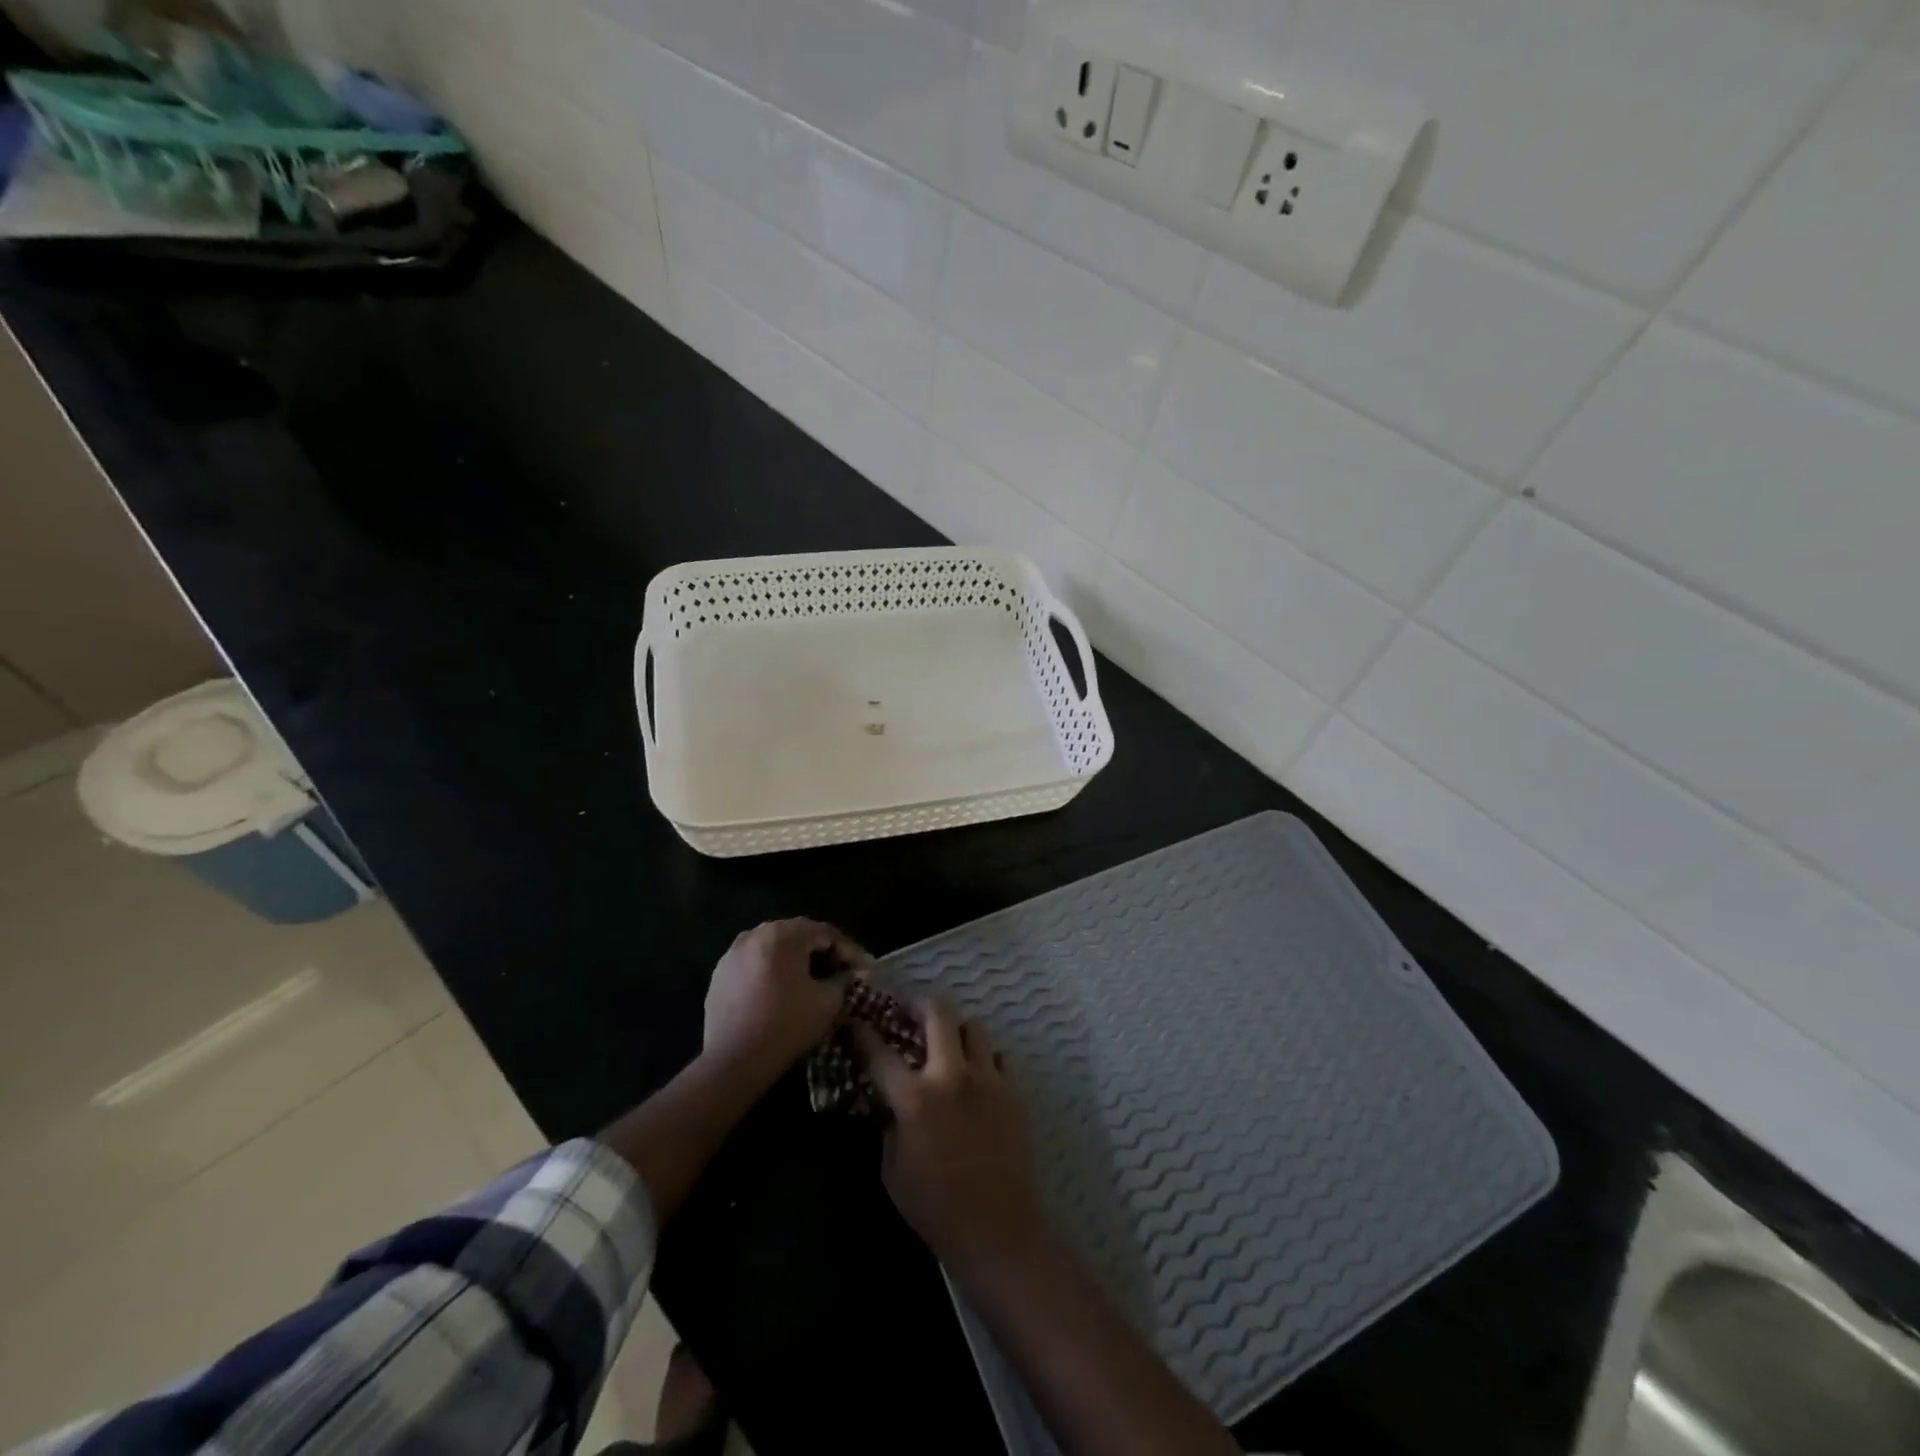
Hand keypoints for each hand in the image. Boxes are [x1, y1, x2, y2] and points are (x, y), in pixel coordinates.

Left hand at [703, 919, 867, 1081]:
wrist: (733, 1061)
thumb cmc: (786, 1026)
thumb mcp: (827, 1002)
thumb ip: (842, 980)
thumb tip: (846, 974)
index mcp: (783, 934)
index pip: (826, 933)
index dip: (850, 951)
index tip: (865, 969)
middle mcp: (756, 934)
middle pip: (799, 934)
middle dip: (823, 951)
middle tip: (841, 970)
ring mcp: (733, 952)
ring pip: (775, 946)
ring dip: (796, 958)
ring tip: (812, 978)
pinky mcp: (720, 973)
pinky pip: (755, 961)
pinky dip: (772, 969)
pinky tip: (781, 990)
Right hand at [855, 1001, 1047, 1270]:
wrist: (996, 1227)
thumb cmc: (934, 1206)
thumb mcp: (891, 1169)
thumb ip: (887, 1125)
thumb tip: (888, 1102)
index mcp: (914, 1097)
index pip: (880, 1052)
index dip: (863, 1033)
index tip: (855, 1022)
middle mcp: (951, 1075)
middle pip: (938, 1013)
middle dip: (919, 1005)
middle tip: (910, 1012)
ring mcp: (987, 1079)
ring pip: (973, 1026)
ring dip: (956, 1030)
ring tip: (948, 1045)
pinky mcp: (1012, 1090)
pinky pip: (997, 1057)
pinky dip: (983, 1060)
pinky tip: (976, 1078)